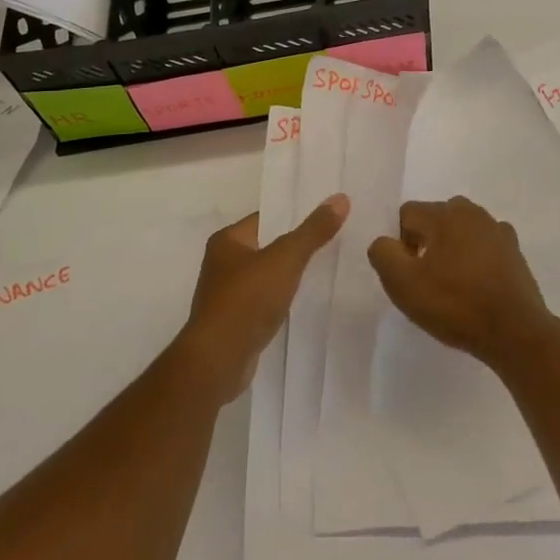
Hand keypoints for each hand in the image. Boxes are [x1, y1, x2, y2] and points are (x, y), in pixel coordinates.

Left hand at [179, 196, 347, 399]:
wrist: (218, 362)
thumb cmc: (246, 300)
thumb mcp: (285, 259)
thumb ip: (313, 231)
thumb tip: (341, 198)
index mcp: (227, 241)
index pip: (266, 218)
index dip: (295, 215)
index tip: (326, 215)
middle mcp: (222, 264)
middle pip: (267, 246)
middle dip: (296, 245)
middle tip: (334, 239)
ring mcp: (227, 295)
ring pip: (267, 276)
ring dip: (290, 275)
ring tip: (326, 268)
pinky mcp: (235, 323)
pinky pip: (265, 301)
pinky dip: (282, 300)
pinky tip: (305, 301)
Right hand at [368, 197, 554, 368]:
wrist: (514, 331)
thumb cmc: (455, 305)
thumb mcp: (403, 284)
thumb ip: (383, 254)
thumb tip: (385, 242)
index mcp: (443, 214)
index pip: (407, 214)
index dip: (400, 242)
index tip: (408, 272)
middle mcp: (471, 212)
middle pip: (435, 218)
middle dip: (426, 241)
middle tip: (427, 278)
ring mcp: (497, 229)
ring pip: (461, 230)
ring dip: (452, 248)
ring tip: (453, 283)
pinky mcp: (514, 250)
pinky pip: (485, 245)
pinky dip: (476, 257)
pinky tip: (477, 284)